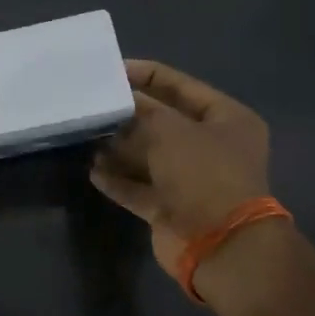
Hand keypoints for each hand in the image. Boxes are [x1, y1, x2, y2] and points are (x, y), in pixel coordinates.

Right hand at [90, 60, 272, 281]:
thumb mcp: (171, 130)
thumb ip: (143, 111)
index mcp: (227, 119)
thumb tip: (124, 102)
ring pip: (149, 156)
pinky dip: (119, 180)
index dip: (146, 75)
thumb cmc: (203, 174)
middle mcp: (212, 147)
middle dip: (129, 115)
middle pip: (163, 122)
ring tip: (87, 136)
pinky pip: (140, 188)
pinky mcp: (172, 208)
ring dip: (119, 149)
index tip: (111, 70)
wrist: (220, 246)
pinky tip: (93, 171)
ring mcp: (192, 180)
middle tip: (94, 104)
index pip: (181, 86)